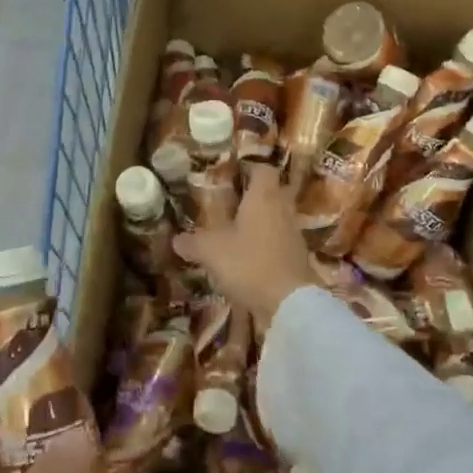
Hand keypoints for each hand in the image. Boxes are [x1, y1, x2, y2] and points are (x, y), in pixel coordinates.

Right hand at [173, 164, 316, 327]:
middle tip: (227, 206)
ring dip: (257, 224)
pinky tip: (245, 260)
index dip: (248, 169)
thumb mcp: (211, 251)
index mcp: (264, 197)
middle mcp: (282, 210)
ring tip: (233, 234)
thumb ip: (192, 242)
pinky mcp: (296, 259)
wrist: (290, 303)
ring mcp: (293, 235)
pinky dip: (263, 247)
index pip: (263, 169)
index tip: (230, 176)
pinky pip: (277, 243)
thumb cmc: (249, 263)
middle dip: (251, 198)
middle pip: (270, 193)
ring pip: (274, 219)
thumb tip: (176, 239)